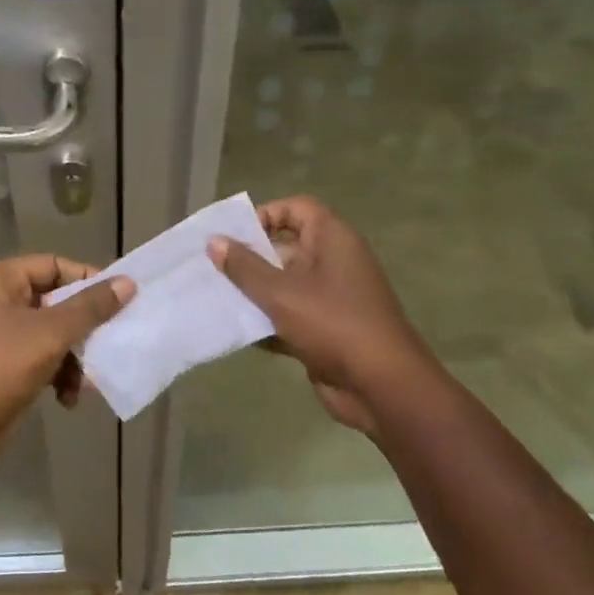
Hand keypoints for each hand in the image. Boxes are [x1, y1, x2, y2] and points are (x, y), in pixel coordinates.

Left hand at [0, 254, 134, 465]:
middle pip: (56, 301)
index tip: (117, 298)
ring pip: (53, 335)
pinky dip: (59, 376)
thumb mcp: (52, 332)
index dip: (86, 279)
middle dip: (84, 328)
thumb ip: (91, 306)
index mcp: (0, 280)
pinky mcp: (5, 366)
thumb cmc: (2, 366)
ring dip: (75, 358)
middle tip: (111, 339)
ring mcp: (0, 335)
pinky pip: (43, 360)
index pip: (54, 265)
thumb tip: (128, 283)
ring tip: (87, 381)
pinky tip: (68, 399)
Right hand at [208, 197, 428, 435]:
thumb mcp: (281, 293)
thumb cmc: (332, 324)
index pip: (297, 208)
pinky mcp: (325, 330)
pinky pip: (289, 317)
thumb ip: (244, 267)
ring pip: (284, 285)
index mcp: (332, 240)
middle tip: (212, 267)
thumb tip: (215, 241)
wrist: (381, 386)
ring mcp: (331, 298)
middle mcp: (334, 263)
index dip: (265, 214)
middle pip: (286, 247)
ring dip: (253, 293)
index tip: (233, 234)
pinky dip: (266, 322)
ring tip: (215, 298)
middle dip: (250, 257)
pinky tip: (235, 332)